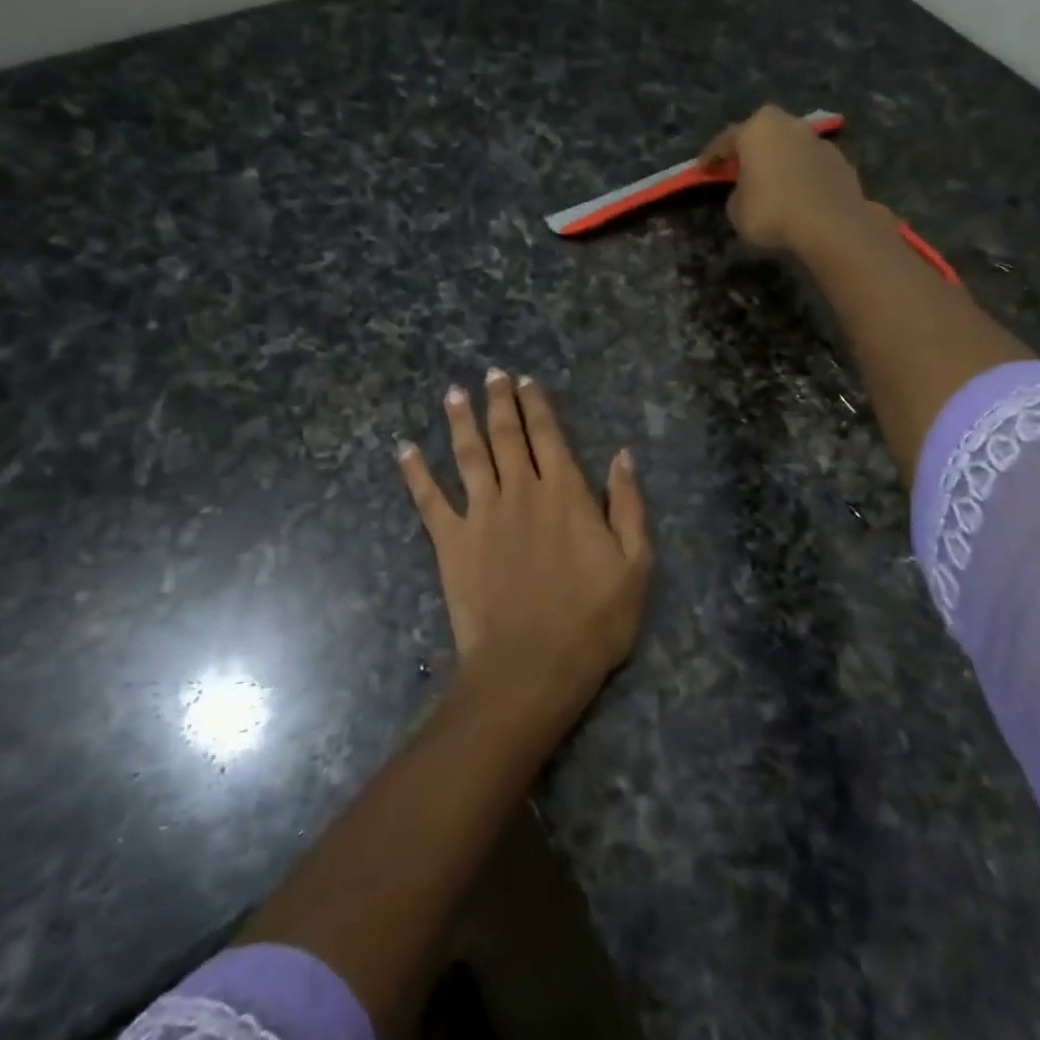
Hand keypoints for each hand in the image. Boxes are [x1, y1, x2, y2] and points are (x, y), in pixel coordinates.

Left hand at [398, 370, 651, 702]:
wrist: (532, 666)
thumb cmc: (593, 620)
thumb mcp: (635, 564)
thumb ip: (629, 506)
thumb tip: (622, 457)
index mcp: (566, 493)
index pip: (548, 435)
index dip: (536, 404)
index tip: (526, 380)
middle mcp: (521, 491)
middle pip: (506, 434)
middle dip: (499, 401)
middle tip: (490, 374)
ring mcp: (481, 514)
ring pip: (468, 454)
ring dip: (460, 421)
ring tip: (452, 393)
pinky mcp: (451, 541)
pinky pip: (428, 499)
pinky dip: (415, 472)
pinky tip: (404, 448)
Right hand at [699, 104, 869, 254]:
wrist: (831, 225)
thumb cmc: (772, 212)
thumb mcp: (736, 210)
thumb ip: (737, 194)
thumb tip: (748, 191)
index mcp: (757, 130)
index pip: (725, 140)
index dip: (711, 157)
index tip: (702, 169)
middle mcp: (789, 125)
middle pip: (763, 133)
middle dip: (750, 148)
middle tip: (740, 166)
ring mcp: (818, 140)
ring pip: (790, 146)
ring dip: (779, 160)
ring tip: (772, 181)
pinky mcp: (840, 160)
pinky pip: (810, 164)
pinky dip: (801, 174)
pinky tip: (797, 194)